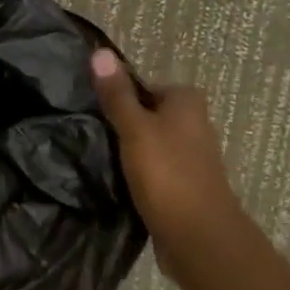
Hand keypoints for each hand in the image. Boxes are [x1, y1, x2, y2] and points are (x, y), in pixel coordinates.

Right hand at [91, 48, 246, 280]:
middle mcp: (194, 124)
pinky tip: (116, 180)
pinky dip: (138, 172)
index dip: (118, 94)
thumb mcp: (135, 128)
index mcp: (187, 102)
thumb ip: (117, 94)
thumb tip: (100, 51)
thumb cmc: (167, 174)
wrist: (199, 239)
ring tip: (97, 156)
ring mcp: (191, 157)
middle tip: (90, 130)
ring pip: (150, 143)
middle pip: (147, 113)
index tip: (92, 108)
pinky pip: (154, 169)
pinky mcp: (184, 185)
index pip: (144, 84)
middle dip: (123, 122)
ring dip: (129, 150)